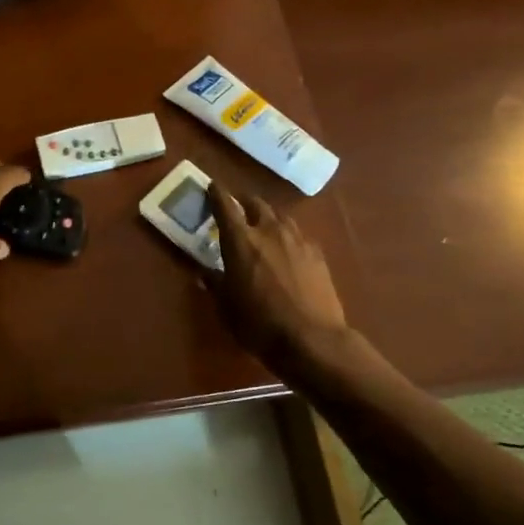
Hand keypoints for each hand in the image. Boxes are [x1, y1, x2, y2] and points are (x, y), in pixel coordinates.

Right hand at [206, 183, 349, 366]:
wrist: (312, 339)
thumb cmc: (259, 323)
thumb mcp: (226, 307)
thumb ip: (215, 284)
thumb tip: (206, 273)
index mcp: (240, 240)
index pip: (225, 206)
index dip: (217, 194)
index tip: (212, 186)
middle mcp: (269, 231)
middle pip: (256, 204)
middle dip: (245, 202)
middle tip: (238, 208)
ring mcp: (297, 240)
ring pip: (280, 216)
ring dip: (269, 217)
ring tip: (264, 226)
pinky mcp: (317, 254)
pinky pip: (299, 235)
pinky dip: (288, 236)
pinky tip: (288, 249)